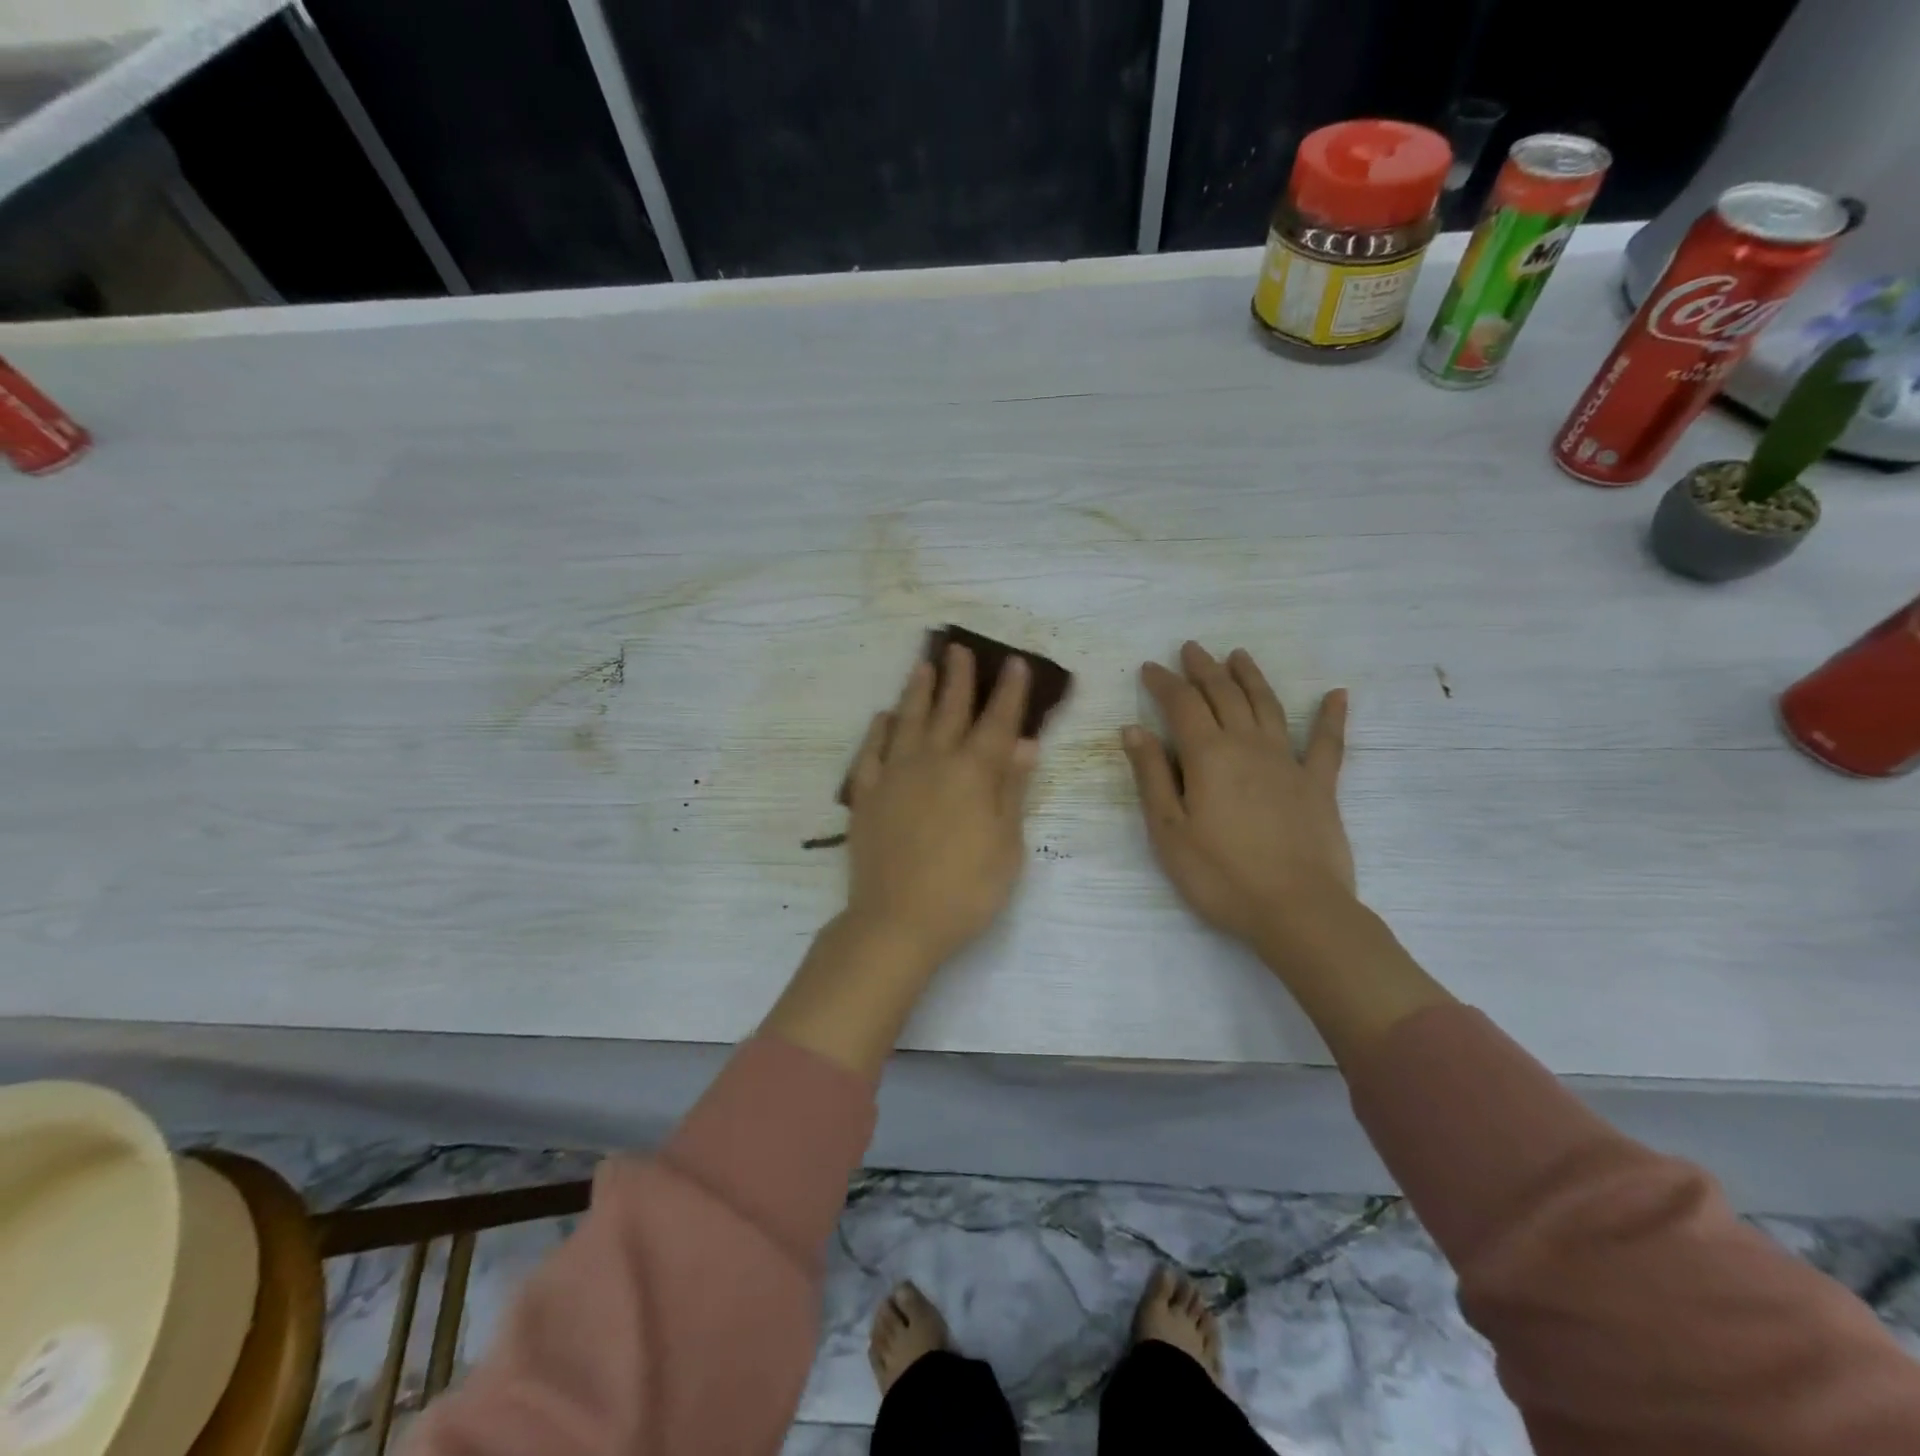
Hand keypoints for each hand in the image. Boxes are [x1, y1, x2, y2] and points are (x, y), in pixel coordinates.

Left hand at [841, 644, 1039, 973]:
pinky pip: (871, 752)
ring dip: (917, 691)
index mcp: (973, 774)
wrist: (897, 921)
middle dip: (959, 678)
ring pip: (907, 721)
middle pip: (949, 710)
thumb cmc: (966, 890)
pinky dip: (878, 730)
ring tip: (923, 665)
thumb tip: (1024, 744)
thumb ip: (1012, 790)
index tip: (1013, 662)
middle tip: (960, 648)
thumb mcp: (1007, 845)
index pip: (997, 722)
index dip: (1008, 692)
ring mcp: (894, 776)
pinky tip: (883, 717)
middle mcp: (933, 762)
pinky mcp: (866, 795)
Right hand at [1122, 642, 1353, 949]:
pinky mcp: (1320, 785)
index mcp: (1208, 756)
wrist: (1296, 910)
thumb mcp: (1169, 830)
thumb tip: (1134, 730)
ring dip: (1250, 677)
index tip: (1150, 667)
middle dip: (1204, 669)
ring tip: (1238, 655)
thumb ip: (1152, 776)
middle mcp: (1249, 746)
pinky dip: (1331, 716)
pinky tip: (1338, 695)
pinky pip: (1327, 742)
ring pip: (1267, 706)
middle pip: (1224, 696)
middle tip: (1191, 649)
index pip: (1182, 705)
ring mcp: (1289, 762)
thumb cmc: (1220, 875)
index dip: (1164, 683)